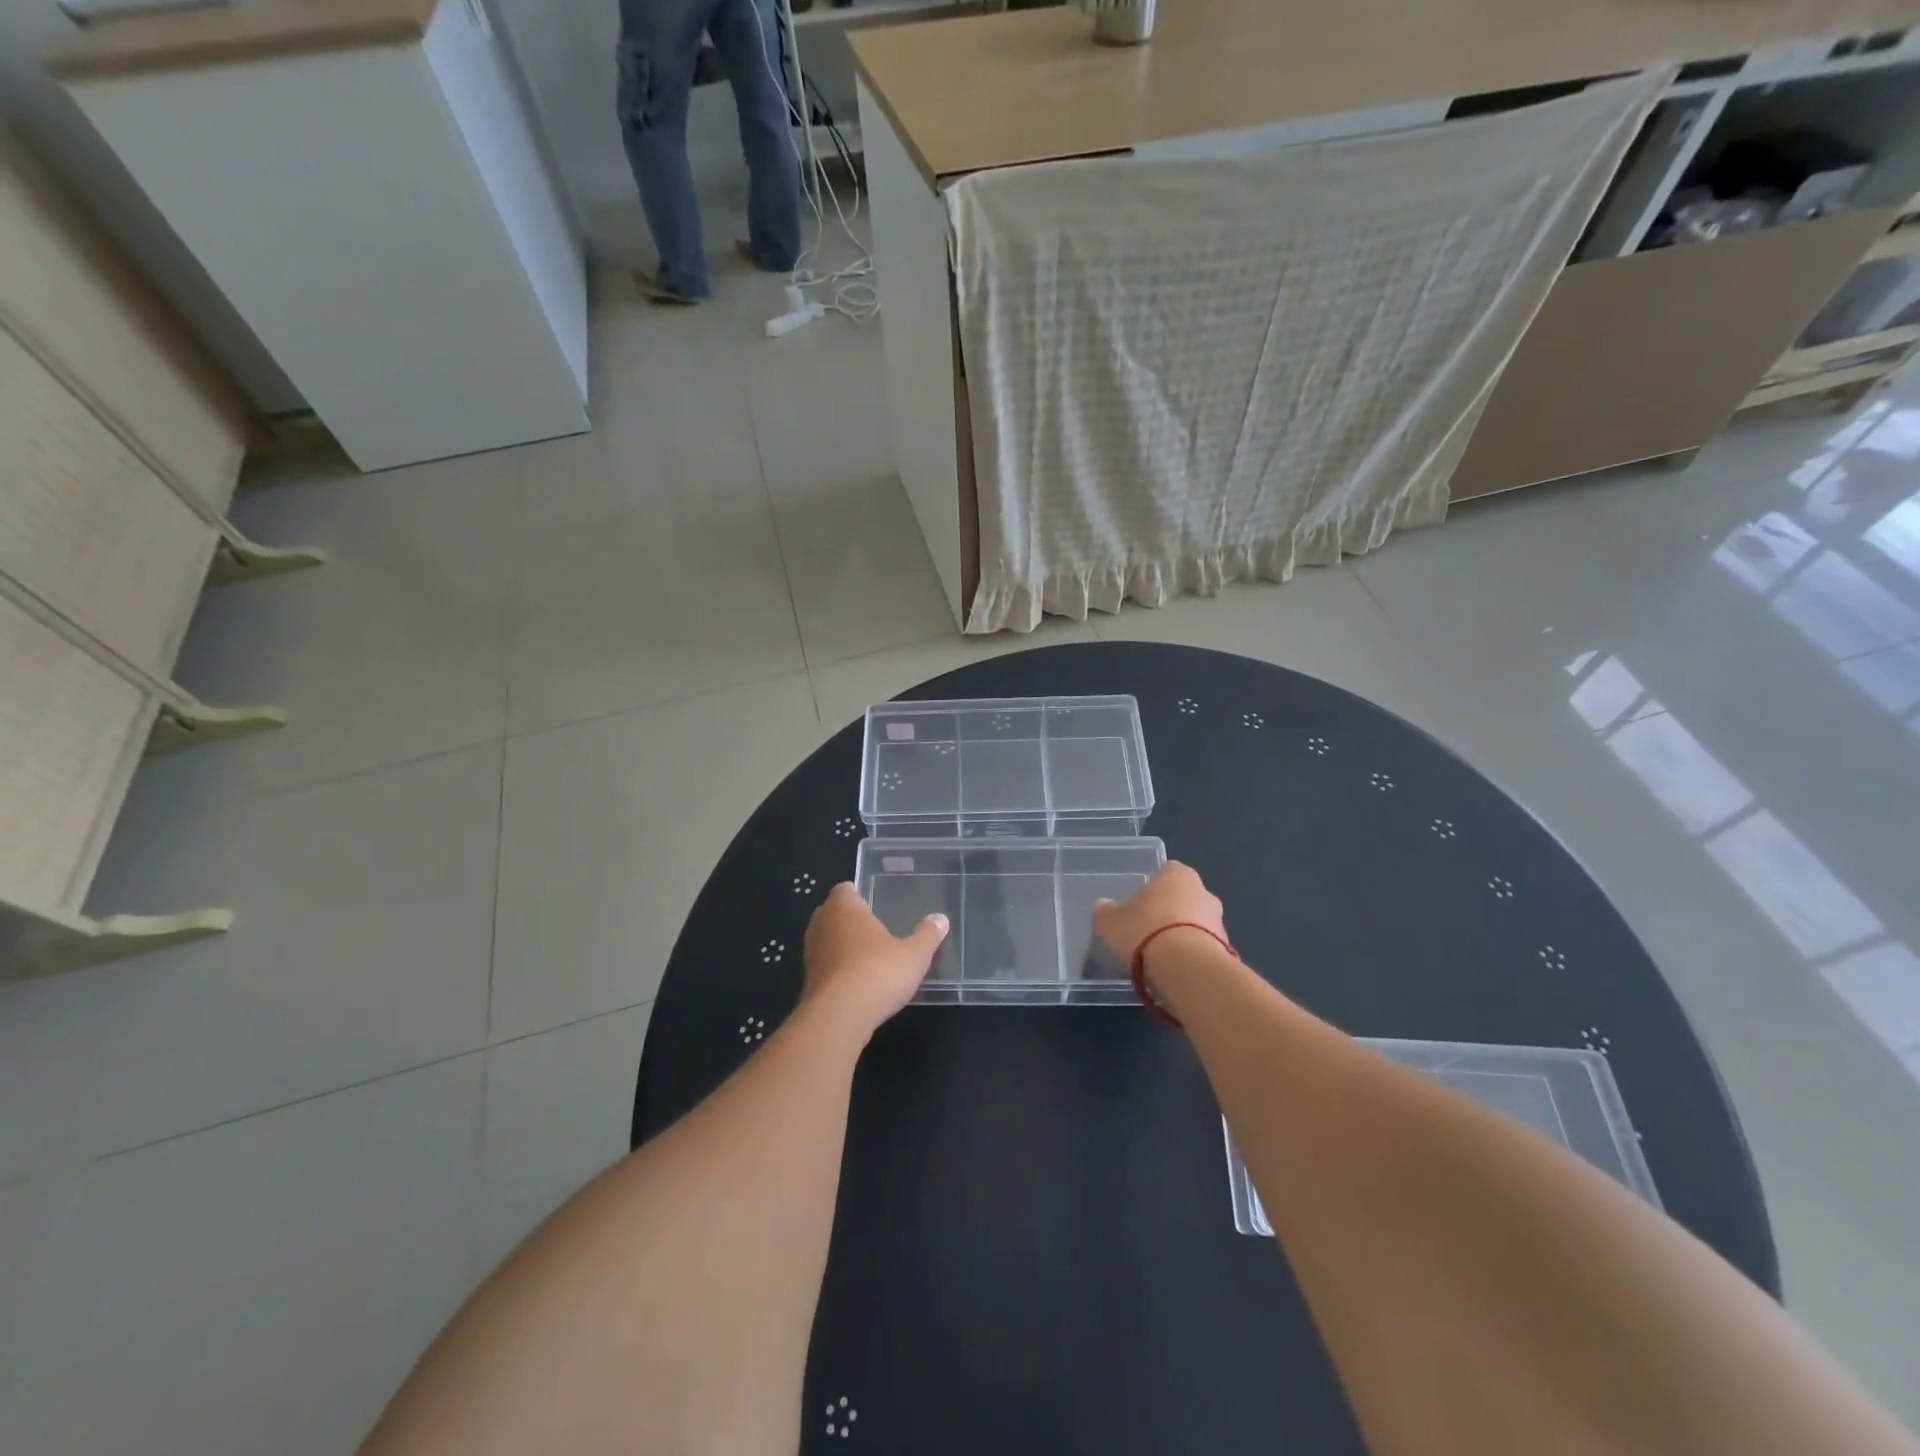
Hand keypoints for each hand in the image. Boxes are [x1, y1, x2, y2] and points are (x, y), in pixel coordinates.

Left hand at [801, 883, 947, 1038]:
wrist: (838, 1017)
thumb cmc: (877, 972)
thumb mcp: (914, 955)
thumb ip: (927, 935)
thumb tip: (941, 919)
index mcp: (844, 907)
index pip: (844, 889)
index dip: (857, 895)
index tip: (874, 904)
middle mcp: (821, 924)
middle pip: (832, 913)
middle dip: (849, 920)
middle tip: (874, 929)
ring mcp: (810, 954)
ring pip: (826, 941)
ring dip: (841, 946)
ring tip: (867, 957)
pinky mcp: (808, 982)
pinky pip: (825, 967)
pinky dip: (837, 970)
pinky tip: (856, 983)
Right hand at [1092, 861, 1226, 974]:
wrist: (1187, 969)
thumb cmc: (1145, 931)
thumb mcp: (1110, 921)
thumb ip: (1106, 911)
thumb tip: (1102, 906)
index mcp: (1177, 874)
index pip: (1166, 871)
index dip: (1152, 887)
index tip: (1138, 905)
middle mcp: (1204, 892)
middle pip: (1183, 898)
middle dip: (1169, 912)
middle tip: (1147, 931)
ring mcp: (1219, 922)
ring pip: (1196, 924)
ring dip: (1182, 936)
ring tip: (1159, 958)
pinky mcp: (1227, 952)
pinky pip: (1203, 949)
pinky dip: (1191, 958)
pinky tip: (1174, 972)